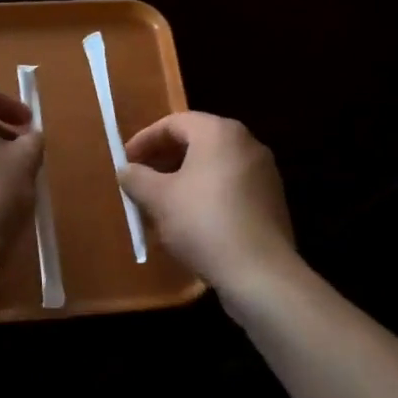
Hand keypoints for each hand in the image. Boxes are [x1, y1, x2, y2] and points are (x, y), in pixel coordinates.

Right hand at [121, 113, 298, 305]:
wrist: (261, 274)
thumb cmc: (204, 223)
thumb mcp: (159, 199)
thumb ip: (137, 178)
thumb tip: (126, 170)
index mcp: (219, 132)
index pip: (174, 123)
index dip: (145, 139)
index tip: (125, 161)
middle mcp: (246, 143)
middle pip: (196, 141)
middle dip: (164, 159)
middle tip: (141, 179)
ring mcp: (264, 173)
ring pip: (213, 165)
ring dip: (184, 178)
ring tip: (161, 202)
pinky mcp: (272, 201)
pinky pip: (230, 186)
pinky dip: (206, 193)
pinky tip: (190, 220)